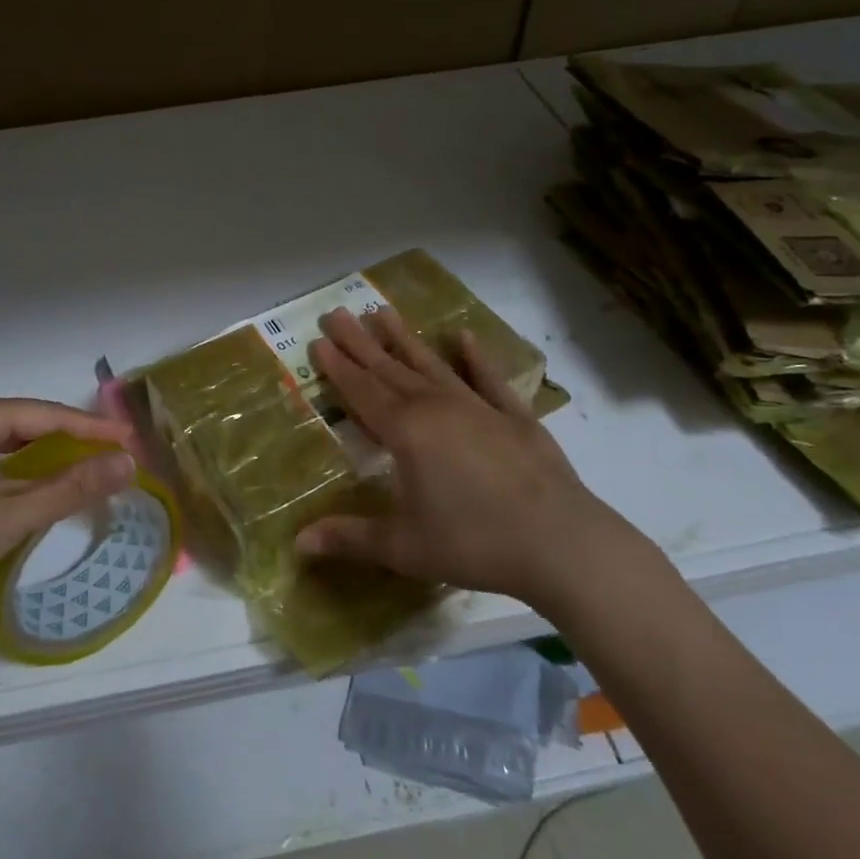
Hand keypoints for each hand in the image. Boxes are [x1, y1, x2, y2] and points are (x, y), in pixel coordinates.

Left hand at [0, 397, 135, 643]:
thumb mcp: (12, 512)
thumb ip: (72, 486)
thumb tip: (128, 462)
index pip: (49, 413)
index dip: (93, 427)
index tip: (132, 440)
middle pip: (30, 427)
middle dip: (73, 441)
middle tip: (114, 457)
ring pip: (12, 451)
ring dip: (49, 462)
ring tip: (87, 474)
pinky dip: (24, 480)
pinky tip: (40, 498)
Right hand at [293, 307, 658, 620]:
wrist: (560, 542)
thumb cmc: (474, 542)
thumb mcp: (404, 547)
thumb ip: (350, 538)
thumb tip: (299, 542)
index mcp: (407, 432)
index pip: (362, 392)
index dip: (338, 367)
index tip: (319, 339)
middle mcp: (438, 408)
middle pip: (390, 369)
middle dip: (360, 343)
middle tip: (337, 313)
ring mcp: (479, 407)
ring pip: (432, 365)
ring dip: (406, 339)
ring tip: (382, 311)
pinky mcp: (515, 417)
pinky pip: (489, 379)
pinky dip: (476, 357)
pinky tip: (464, 336)